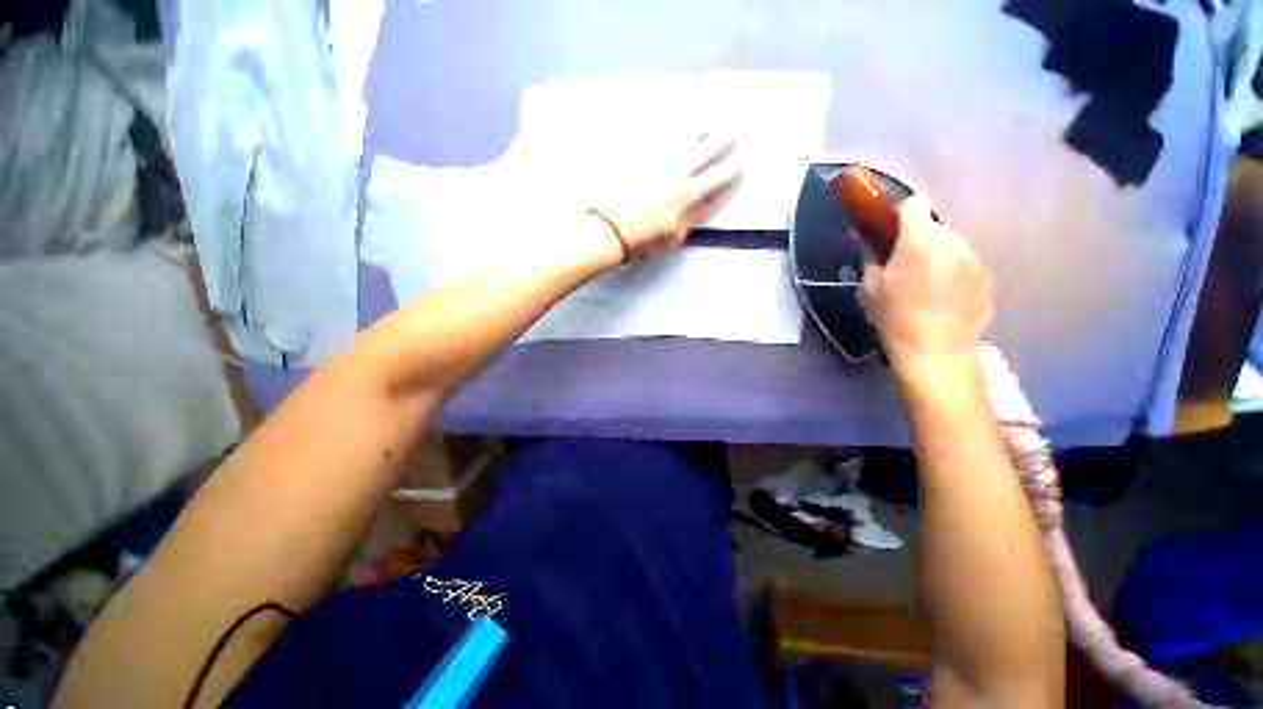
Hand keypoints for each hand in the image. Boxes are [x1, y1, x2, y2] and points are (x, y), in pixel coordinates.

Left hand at [590, 133, 740, 255]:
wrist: (612, 228)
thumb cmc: (643, 236)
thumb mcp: (674, 232)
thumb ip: (696, 214)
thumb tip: (714, 197)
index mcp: (687, 195)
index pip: (718, 177)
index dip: (732, 167)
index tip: (740, 161)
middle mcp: (677, 173)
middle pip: (707, 149)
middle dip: (724, 140)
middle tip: (733, 133)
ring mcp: (658, 161)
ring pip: (686, 136)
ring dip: (700, 128)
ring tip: (708, 122)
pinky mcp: (640, 155)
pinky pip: (658, 134)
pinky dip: (669, 126)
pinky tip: (675, 120)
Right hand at [860, 194, 993, 369]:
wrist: (935, 350)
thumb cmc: (893, 316)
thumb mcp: (870, 285)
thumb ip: (869, 254)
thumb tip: (862, 234)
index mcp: (920, 239)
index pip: (915, 203)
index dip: (900, 213)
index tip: (890, 232)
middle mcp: (953, 240)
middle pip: (933, 225)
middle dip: (918, 237)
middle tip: (903, 264)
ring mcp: (974, 257)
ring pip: (951, 243)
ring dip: (936, 253)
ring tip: (924, 284)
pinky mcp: (987, 276)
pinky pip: (965, 261)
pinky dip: (953, 270)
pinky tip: (943, 296)